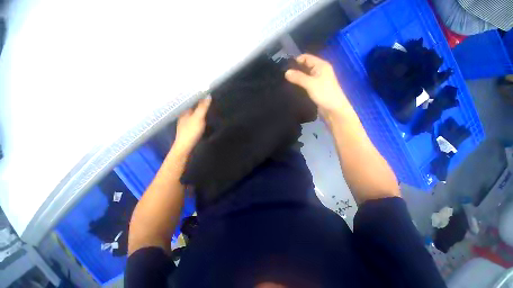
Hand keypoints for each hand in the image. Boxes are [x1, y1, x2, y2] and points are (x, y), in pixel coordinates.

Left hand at [173, 96, 210, 154]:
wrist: (185, 145)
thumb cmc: (191, 131)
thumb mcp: (198, 118)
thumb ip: (202, 107)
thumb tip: (208, 96)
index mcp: (184, 110)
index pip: (189, 98)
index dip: (196, 94)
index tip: (203, 89)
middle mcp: (183, 113)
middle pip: (190, 104)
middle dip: (197, 99)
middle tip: (206, 94)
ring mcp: (185, 120)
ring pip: (192, 110)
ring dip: (198, 106)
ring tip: (205, 102)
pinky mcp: (188, 126)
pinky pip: (193, 116)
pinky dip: (198, 113)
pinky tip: (202, 114)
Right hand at [285, 54, 349, 116]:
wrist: (333, 109)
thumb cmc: (324, 94)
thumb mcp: (310, 84)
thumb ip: (298, 77)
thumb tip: (286, 72)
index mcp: (321, 65)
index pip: (306, 58)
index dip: (296, 60)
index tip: (285, 67)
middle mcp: (320, 71)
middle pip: (305, 66)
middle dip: (295, 70)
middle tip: (284, 75)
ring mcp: (318, 80)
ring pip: (305, 76)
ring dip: (297, 78)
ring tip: (286, 82)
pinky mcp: (316, 89)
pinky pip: (306, 83)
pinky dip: (300, 84)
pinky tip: (293, 88)